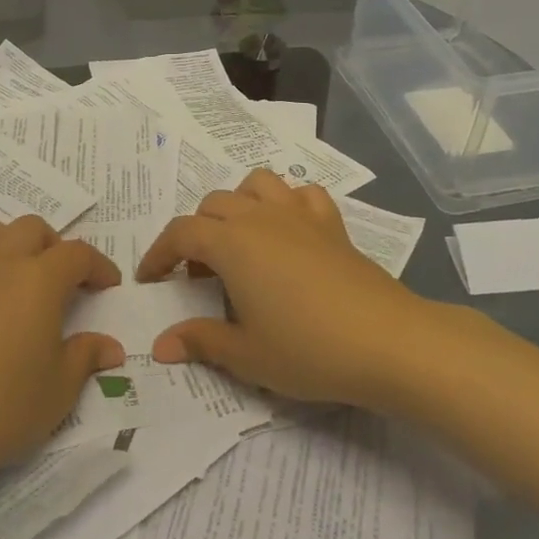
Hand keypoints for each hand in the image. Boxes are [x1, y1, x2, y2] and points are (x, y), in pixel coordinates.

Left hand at [0, 216, 122, 486]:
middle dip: (55, 247)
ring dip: (15, 245)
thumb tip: (109, 347)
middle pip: (31, 229)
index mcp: (37, 280)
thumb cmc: (1, 406)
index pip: (76, 254)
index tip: (108, 286)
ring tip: (24, 283)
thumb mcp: (58, 390)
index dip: (98, 266)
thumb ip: (85, 358)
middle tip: (66, 282)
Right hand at [137, 169, 432, 408]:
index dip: (158, 254)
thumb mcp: (246, 354)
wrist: (389, 343)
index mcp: (231, 244)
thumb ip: (200, 341)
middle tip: (199, 276)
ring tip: (239, 241)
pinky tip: (288, 231)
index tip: (149, 279)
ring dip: (238, 205)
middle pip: (213, 205)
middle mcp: (260, 218)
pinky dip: (287, 203)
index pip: (180, 234)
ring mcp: (299, 216)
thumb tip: (160, 346)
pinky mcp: (332, 224)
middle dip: (195, 233)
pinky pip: (302, 194)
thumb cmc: (308, 349)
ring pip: (256, 184)